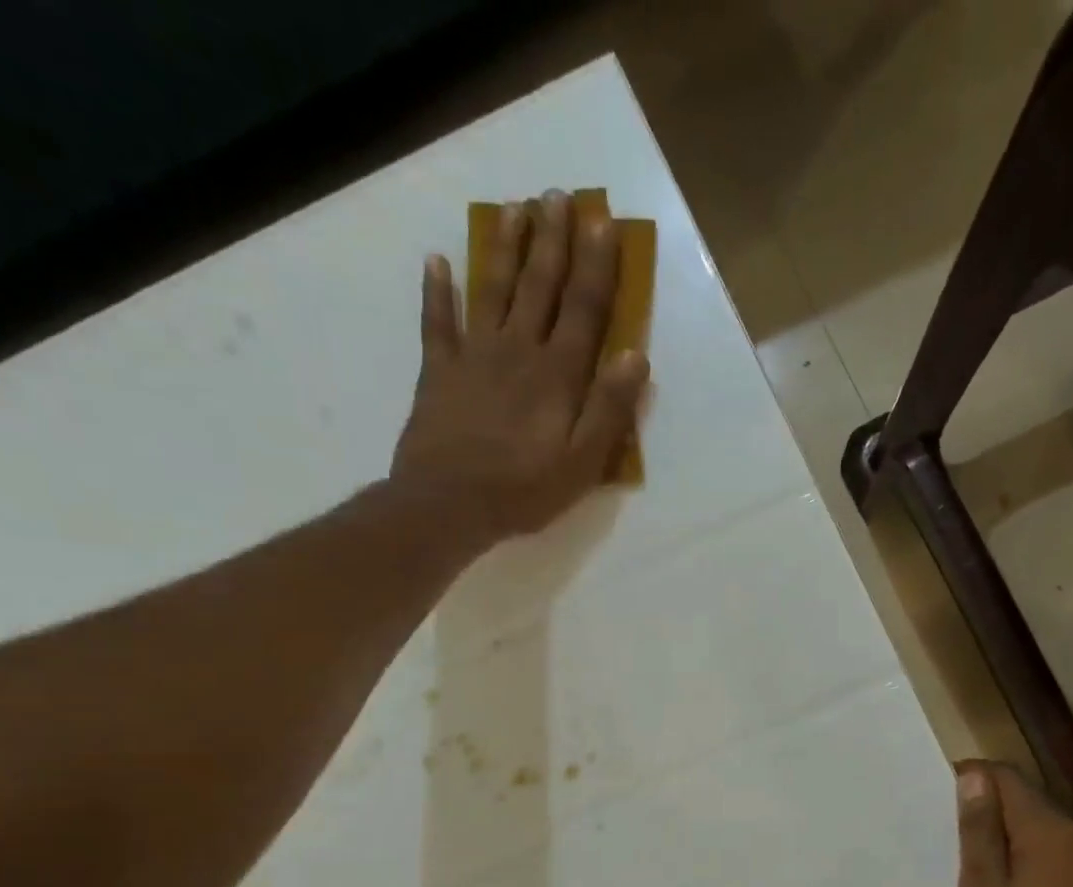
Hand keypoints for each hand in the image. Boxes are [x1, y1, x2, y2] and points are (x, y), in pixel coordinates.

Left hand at [391, 189, 649, 543]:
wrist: (448, 504)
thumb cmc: (525, 490)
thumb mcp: (583, 462)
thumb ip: (609, 409)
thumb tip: (636, 357)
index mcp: (557, 375)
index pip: (584, 309)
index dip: (596, 265)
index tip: (602, 221)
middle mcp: (518, 351)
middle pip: (539, 287)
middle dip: (552, 240)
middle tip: (557, 196)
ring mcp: (474, 356)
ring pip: (492, 290)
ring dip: (504, 248)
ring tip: (514, 208)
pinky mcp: (439, 372)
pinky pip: (437, 323)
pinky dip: (436, 291)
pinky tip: (436, 260)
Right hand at [954, 760, 1072, 886]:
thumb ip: (979, 832)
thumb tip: (974, 778)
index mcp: (1050, 832)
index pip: (1007, 778)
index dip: (976, 779)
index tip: (949, 798)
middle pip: (1033, 806)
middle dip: (999, 819)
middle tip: (967, 857)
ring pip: (1056, 835)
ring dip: (1026, 845)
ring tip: (1001, 886)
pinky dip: (1051, 867)